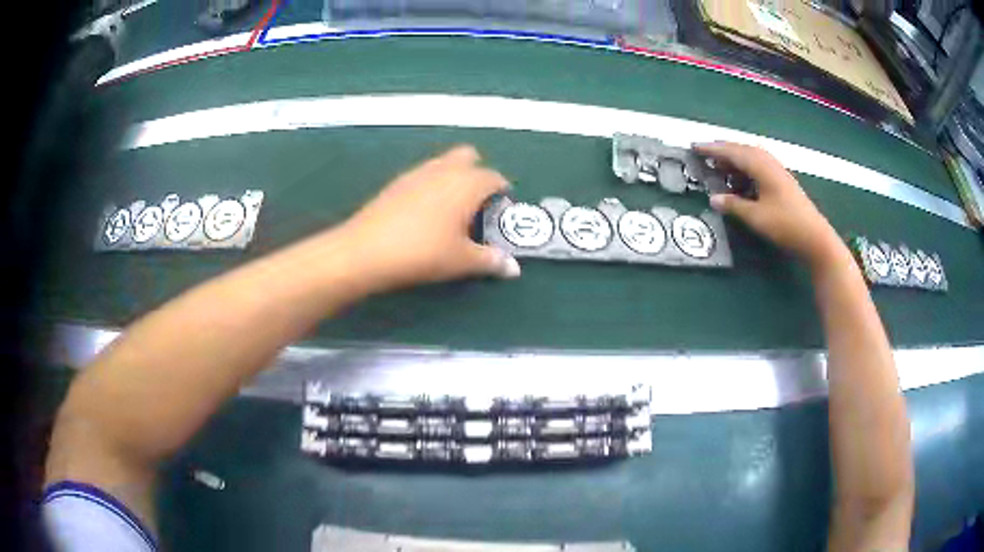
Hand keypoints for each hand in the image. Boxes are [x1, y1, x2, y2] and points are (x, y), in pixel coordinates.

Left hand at [337, 145, 519, 293]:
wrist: (366, 250)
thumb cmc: (423, 253)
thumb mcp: (461, 261)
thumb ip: (491, 261)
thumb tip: (514, 269)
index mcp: (467, 183)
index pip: (493, 177)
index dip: (502, 191)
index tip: (503, 211)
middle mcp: (444, 169)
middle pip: (469, 156)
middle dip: (478, 173)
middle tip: (477, 204)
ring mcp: (417, 172)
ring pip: (444, 163)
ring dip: (454, 177)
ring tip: (452, 210)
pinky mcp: (396, 182)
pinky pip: (424, 174)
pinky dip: (432, 185)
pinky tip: (424, 213)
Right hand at [696, 141, 844, 268]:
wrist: (815, 237)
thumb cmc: (785, 225)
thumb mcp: (756, 217)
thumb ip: (734, 205)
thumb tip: (713, 198)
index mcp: (761, 167)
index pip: (732, 152)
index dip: (712, 150)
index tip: (694, 147)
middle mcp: (769, 163)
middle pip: (742, 150)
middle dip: (723, 151)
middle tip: (705, 155)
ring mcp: (778, 171)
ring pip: (752, 157)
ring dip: (735, 159)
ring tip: (720, 167)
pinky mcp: (782, 181)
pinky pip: (759, 166)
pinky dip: (746, 168)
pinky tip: (741, 179)